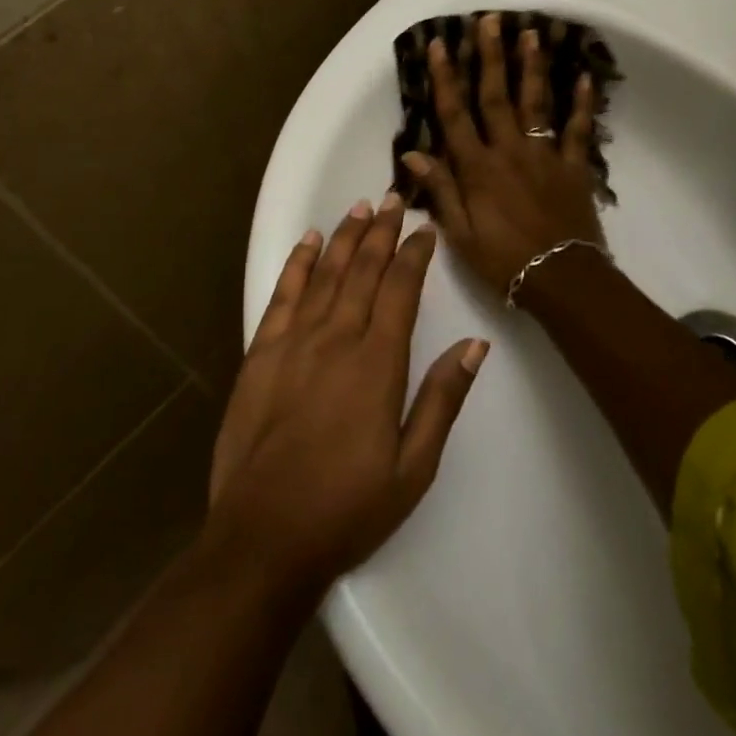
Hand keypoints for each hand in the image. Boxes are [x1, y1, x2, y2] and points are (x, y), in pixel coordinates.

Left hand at [207, 196, 487, 592]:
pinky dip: (297, 263)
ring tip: (361, 207)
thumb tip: (475, 345)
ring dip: (345, 237)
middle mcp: (336, 339)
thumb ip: (442, 399)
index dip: (414, 254)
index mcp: (377, 364)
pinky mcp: (260, 353)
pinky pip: (283, 295)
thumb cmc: (347, 508)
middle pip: (363, 271)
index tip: (425, 228)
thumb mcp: (413, 467)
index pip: (400, 290)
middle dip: (382, 232)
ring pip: (325, 274)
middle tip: (393, 199)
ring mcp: (293, 342)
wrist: (263, 537)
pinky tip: (309, 241)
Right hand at [401, 12, 605, 296]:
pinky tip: (584, 77)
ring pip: (536, 103)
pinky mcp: (573, 167)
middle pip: (496, 96)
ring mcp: (544, 155)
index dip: (445, 78)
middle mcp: (509, 151)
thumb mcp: (459, 233)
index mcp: (477, 168)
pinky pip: (579, 130)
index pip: (454, 115)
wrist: (560, 279)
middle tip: (489, 21)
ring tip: (531, 33)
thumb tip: (413, 151)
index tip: (440, 45)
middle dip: (490, 57)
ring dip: (532, 67)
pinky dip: (583, 104)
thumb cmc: (503, 260)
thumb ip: (439, 189)